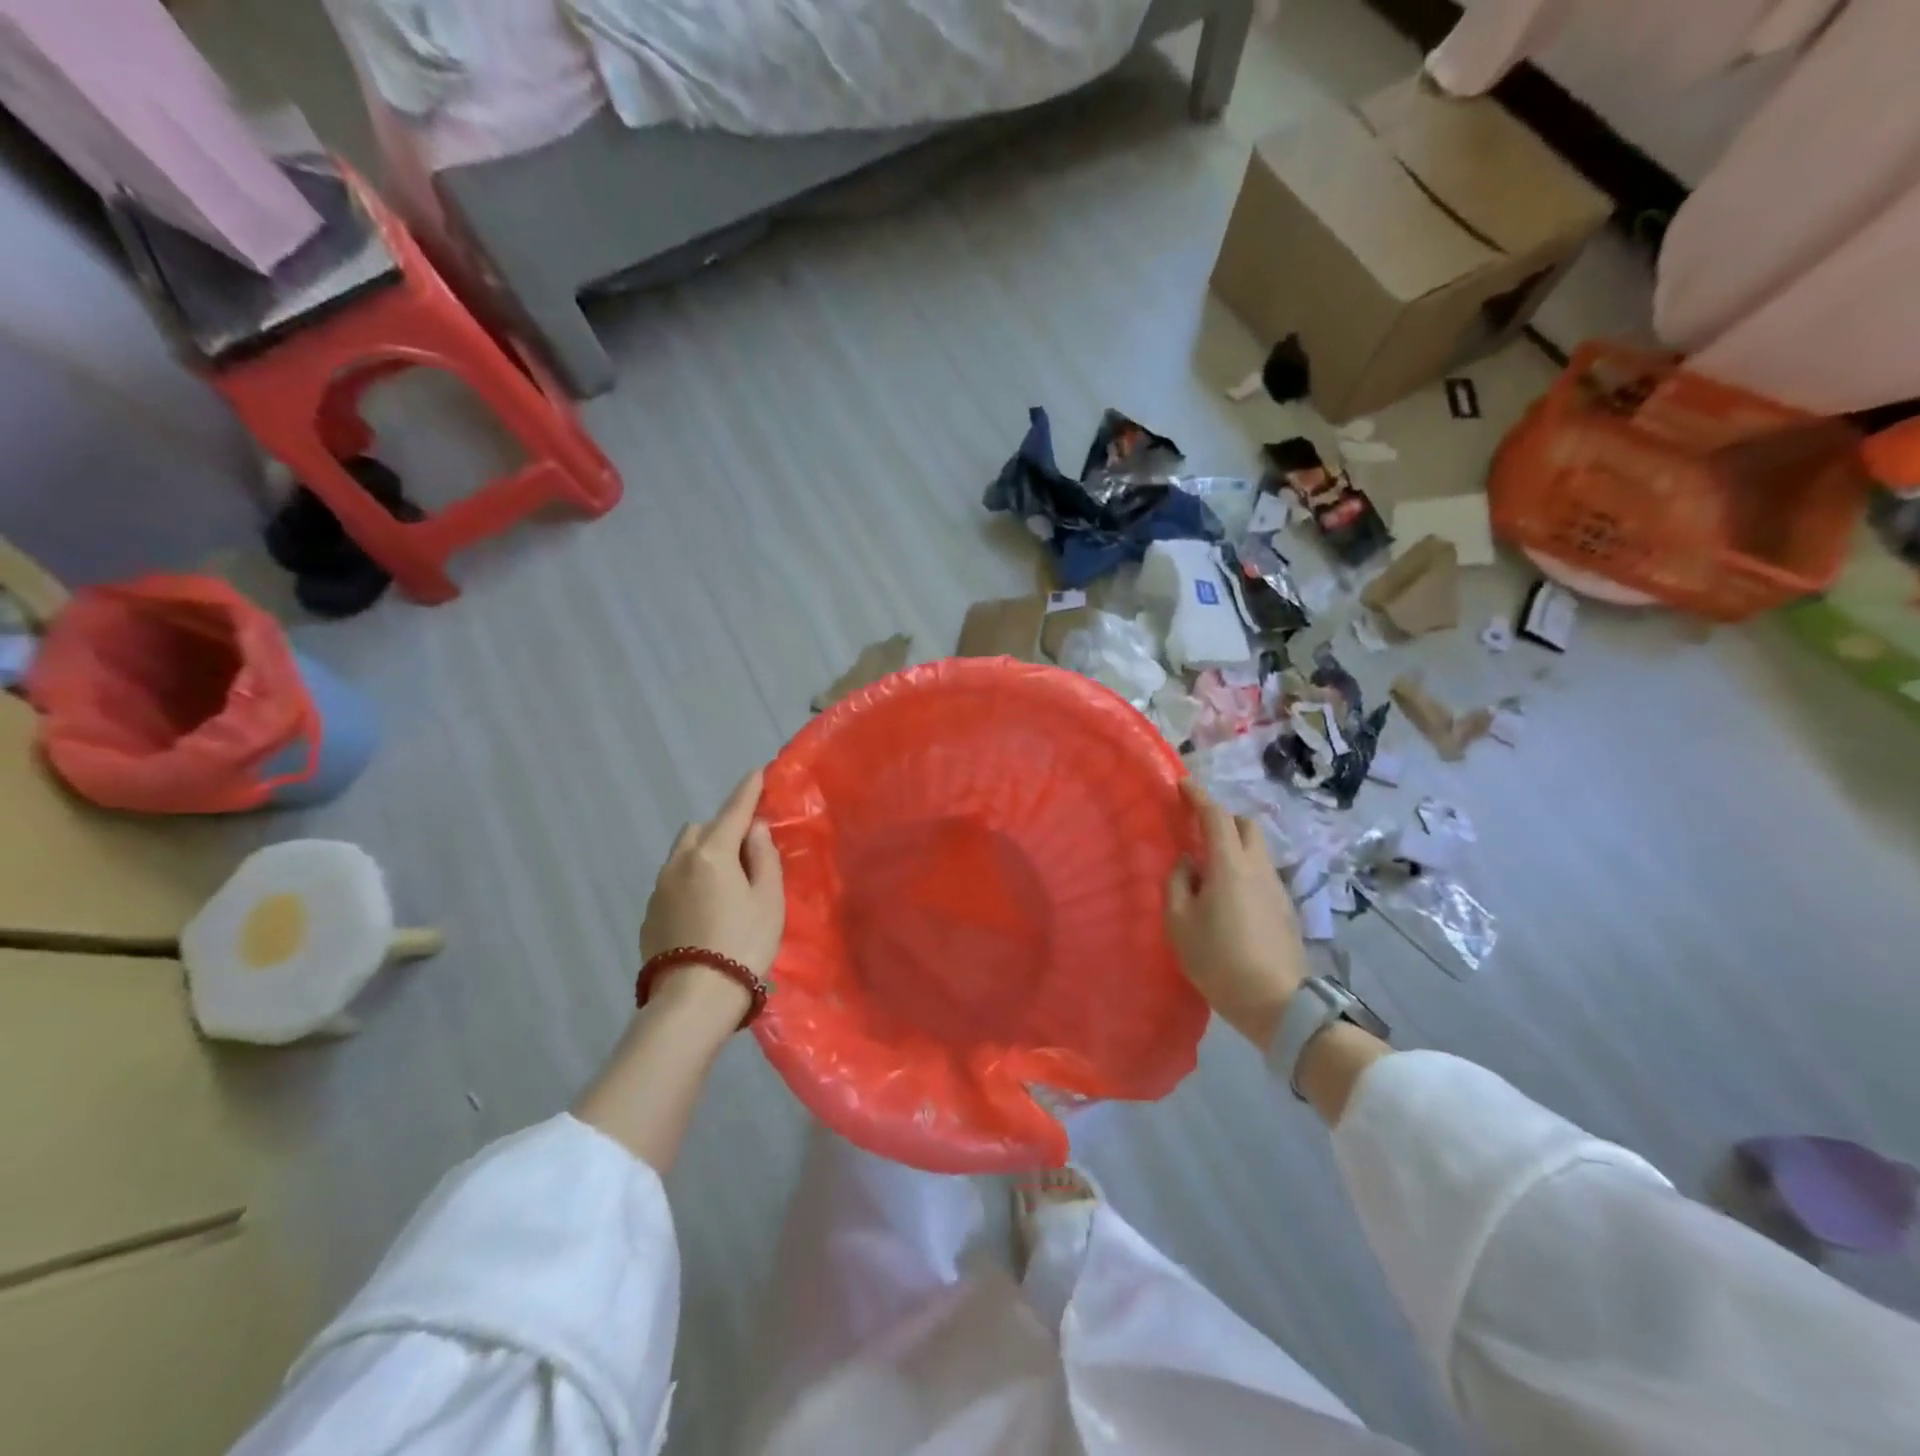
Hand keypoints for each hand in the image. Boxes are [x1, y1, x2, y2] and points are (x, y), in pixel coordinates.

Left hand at [641, 768, 785, 995]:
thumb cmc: (743, 944)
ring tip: (725, 883)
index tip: (757, 772)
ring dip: (703, 855)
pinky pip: (672, 882)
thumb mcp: (768, 900)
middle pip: (701, 829)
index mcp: (712, 854)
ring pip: (682, 855)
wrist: (694, 999)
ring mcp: (659, 889)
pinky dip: (690, 881)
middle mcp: (679, 863)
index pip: (733, 810)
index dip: (748, 790)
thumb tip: (754, 829)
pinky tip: (705, 910)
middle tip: (746, 851)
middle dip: (722, 829)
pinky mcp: (649, 915)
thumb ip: (763, 858)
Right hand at [1166, 779, 1307, 1047]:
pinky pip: (1262, 872)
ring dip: (1234, 845)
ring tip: (1210, 868)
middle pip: (1245, 825)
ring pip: (1257, 849)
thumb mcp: (1180, 924)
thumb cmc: (1219, 960)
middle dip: (1222, 818)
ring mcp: (1277, 887)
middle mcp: (1258, 868)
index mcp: (1230, 865)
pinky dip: (1244, 868)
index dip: (1199, 797)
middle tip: (1197, 831)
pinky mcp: (1286, 908)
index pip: (1216, 816)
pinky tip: (1229, 896)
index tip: (1183, 784)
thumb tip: (1188, 864)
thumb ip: (1178, 884)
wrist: (1277, 1004)